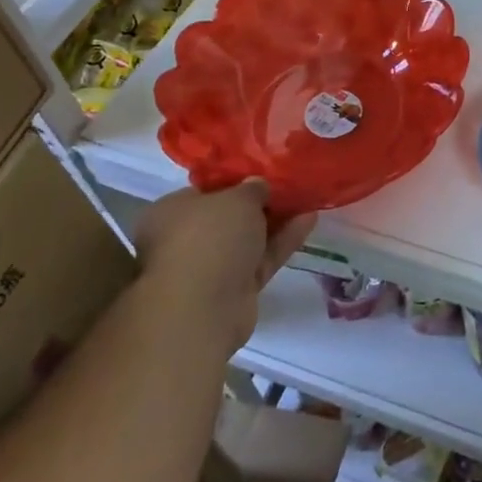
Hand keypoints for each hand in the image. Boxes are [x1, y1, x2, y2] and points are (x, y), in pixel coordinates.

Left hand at [135, 181, 314, 354]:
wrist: (203, 308)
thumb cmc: (210, 237)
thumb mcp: (238, 198)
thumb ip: (253, 188)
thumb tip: (257, 186)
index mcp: (171, 212)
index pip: (205, 190)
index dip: (235, 180)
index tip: (263, 173)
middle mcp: (185, 240)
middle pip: (228, 217)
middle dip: (259, 204)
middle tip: (289, 186)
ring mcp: (209, 268)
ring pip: (248, 239)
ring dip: (276, 221)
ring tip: (308, 199)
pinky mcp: (233, 290)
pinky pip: (261, 259)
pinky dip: (283, 241)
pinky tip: (310, 220)